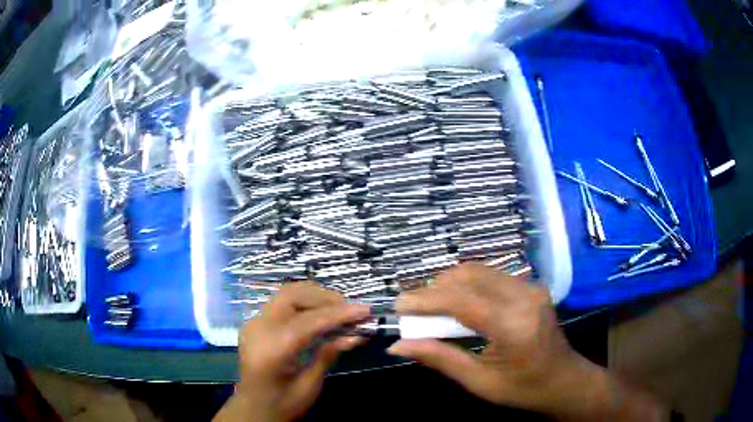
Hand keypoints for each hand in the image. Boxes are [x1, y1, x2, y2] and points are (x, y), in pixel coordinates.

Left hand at [215, 282, 369, 421]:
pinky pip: (281, 303)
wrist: (253, 408)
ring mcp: (254, 322)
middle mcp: (258, 328)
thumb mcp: (309, 386)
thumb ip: (327, 356)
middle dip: (324, 298)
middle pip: (293, 296)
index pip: (308, 321)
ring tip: (338, 308)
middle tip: (350, 309)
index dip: (339, 314)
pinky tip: (319, 313)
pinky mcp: (256, 323)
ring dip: (314, 296)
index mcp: (271, 349)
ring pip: (286, 294)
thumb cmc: (282, 403)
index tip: (365, 311)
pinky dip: (304, 302)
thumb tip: (355, 336)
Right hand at [388, 263, 666, 420]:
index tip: (398, 307)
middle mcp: (525, 297)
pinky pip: (491, 276)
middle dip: (434, 288)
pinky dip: (467, 285)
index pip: (462, 300)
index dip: (425, 300)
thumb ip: (439, 358)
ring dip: (449, 284)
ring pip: (479, 271)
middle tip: (413, 309)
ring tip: (431, 307)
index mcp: (514, 326)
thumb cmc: (523, 389)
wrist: (565, 380)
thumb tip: (399, 346)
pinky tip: (457, 303)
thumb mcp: (479, 382)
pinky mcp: (531, 287)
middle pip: (469, 276)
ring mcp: (531, 288)